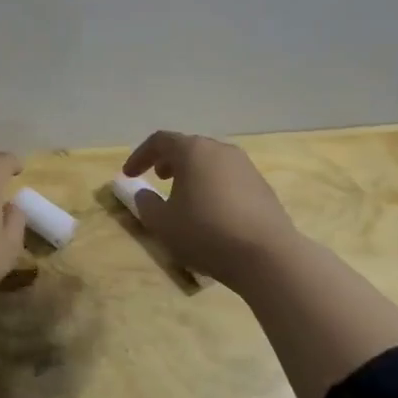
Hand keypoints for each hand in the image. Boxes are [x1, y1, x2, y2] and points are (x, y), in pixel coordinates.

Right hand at [122, 131, 301, 290]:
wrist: (268, 256)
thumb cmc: (206, 233)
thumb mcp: (163, 224)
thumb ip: (146, 205)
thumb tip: (144, 194)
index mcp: (193, 151)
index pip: (160, 141)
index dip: (140, 156)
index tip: (129, 175)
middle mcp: (220, 150)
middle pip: (188, 147)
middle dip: (168, 161)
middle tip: (158, 178)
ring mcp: (245, 167)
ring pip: (210, 162)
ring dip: (192, 174)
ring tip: (184, 196)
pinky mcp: (262, 187)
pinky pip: (229, 178)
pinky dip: (213, 186)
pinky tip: (211, 212)